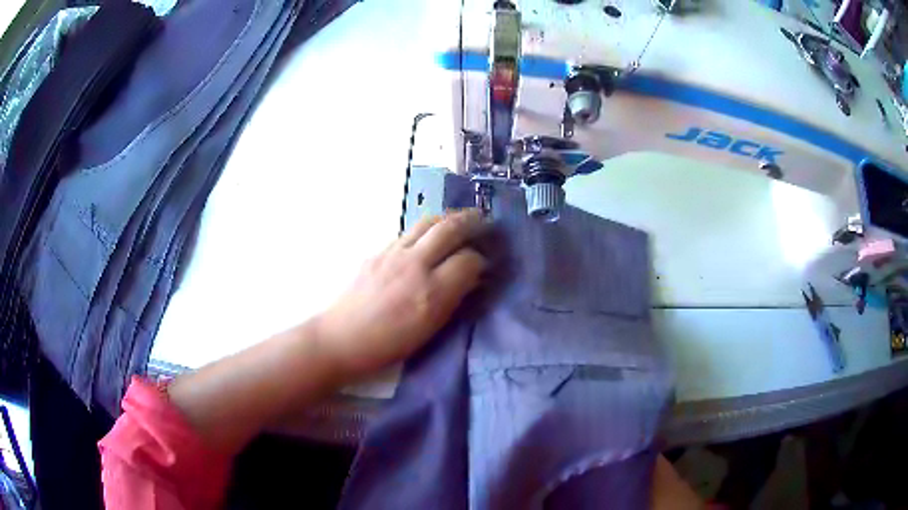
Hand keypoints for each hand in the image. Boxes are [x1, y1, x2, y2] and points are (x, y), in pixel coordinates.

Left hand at [316, 209, 487, 378]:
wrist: (342, 338)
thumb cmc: (389, 345)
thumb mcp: (430, 330)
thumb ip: (453, 299)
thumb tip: (471, 278)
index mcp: (431, 291)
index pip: (468, 260)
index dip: (481, 260)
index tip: (485, 263)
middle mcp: (414, 265)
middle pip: (450, 229)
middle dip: (471, 222)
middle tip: (483, 222)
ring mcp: (393, 254)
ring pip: (428, 222)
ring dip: (448, 218)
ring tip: (458, 221)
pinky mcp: (378, 251)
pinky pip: (408, 233)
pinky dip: (425, 230)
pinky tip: (427, 239)